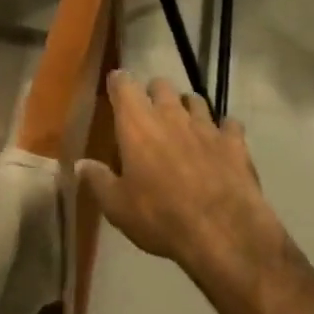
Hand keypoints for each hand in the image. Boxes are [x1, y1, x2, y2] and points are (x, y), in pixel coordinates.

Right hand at [77, 74, 286, 283]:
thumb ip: (98, 180)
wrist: (223, 231)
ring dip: (187, 107)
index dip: (118, 82)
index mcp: (137, 125)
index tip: (115, 85)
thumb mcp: (117, 206)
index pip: (123, 86)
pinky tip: (221, 141)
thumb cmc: (160, 216)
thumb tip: (80, 164)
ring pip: (196, 100)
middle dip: (153, 92)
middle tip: (149, 110)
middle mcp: (171, 115)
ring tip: (184, 122)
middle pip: (161, 85)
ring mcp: (206, 125)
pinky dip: (223, 129)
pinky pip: (229, 124)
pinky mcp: (234, 142)